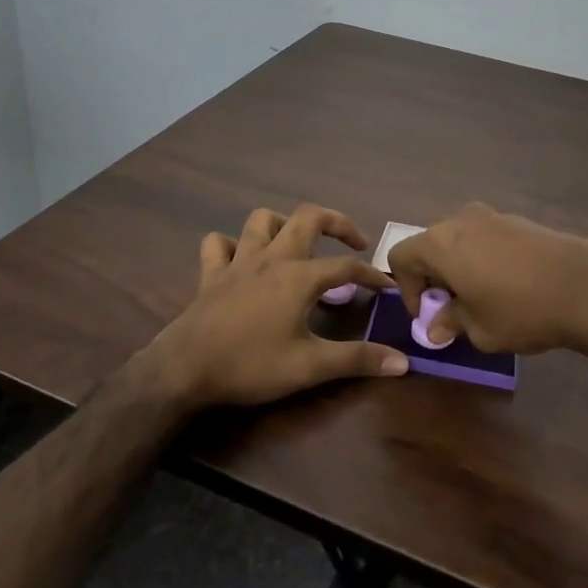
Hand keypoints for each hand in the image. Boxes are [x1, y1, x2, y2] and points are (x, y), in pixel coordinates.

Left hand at [143, 204, 409, 408]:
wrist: (185, 369)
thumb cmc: (251, 365)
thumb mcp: (310, 367)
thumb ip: (357, 360)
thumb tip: (403, 361)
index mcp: (299, 276)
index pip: (346, 267)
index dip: (371, 275)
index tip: (388, 287)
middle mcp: (272, 258)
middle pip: (308, 218)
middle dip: (336, 222)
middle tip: (354, 241)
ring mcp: (238, 262)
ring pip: (262, 220)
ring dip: (284, 225)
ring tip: (298, 245)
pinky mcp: (211, 274)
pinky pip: (219, 244)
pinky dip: (233, 245)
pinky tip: (242, 260)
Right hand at [387, 203, 587, 354]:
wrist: (586, 287)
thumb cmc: (521, 310)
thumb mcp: (479, 329)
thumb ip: (450, 323)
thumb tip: (436, 328)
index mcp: (440, 243)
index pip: (400, 257)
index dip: (406, 288)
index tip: (429, 314)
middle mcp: (460, 221)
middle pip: (429, 245)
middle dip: (433, 278)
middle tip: (452, 309)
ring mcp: (491, 216)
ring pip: (458, 240)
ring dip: (458, 267)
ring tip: (481, 297)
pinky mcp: (518, 220)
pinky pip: (484, 238)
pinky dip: (482, 258)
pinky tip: (507, 285)